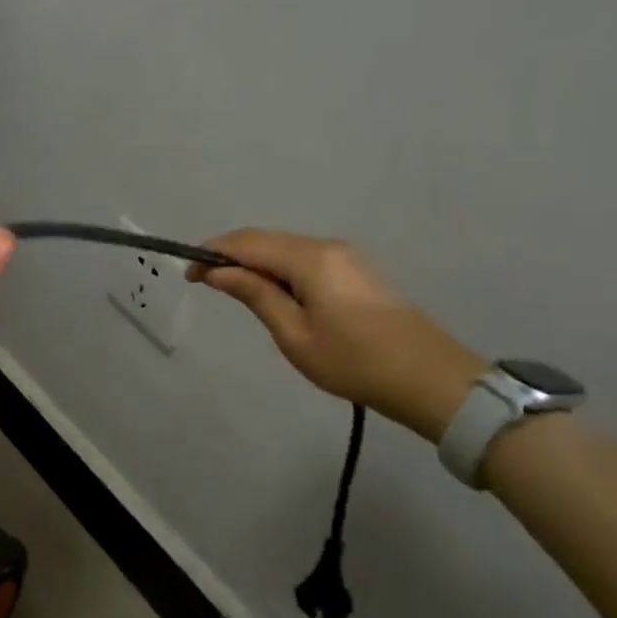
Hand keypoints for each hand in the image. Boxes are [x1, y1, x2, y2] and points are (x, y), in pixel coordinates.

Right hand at [190, 230, 483, 442]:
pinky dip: (277, 269)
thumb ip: (255, 295)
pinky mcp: (353, 270)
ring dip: (254, 262)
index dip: (213, 253)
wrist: (428, 378)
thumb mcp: (294, 334)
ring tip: (233, 291)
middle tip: (204, 282)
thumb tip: (218, 272)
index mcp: (309, 259)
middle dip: (230, 255)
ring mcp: (344, 256)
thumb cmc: (353, 362)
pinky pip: (303, 259)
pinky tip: (270, 293)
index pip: (247, 243)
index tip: (188, 275)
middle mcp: (326, 246)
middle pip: (265, 239)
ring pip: (284, 248)